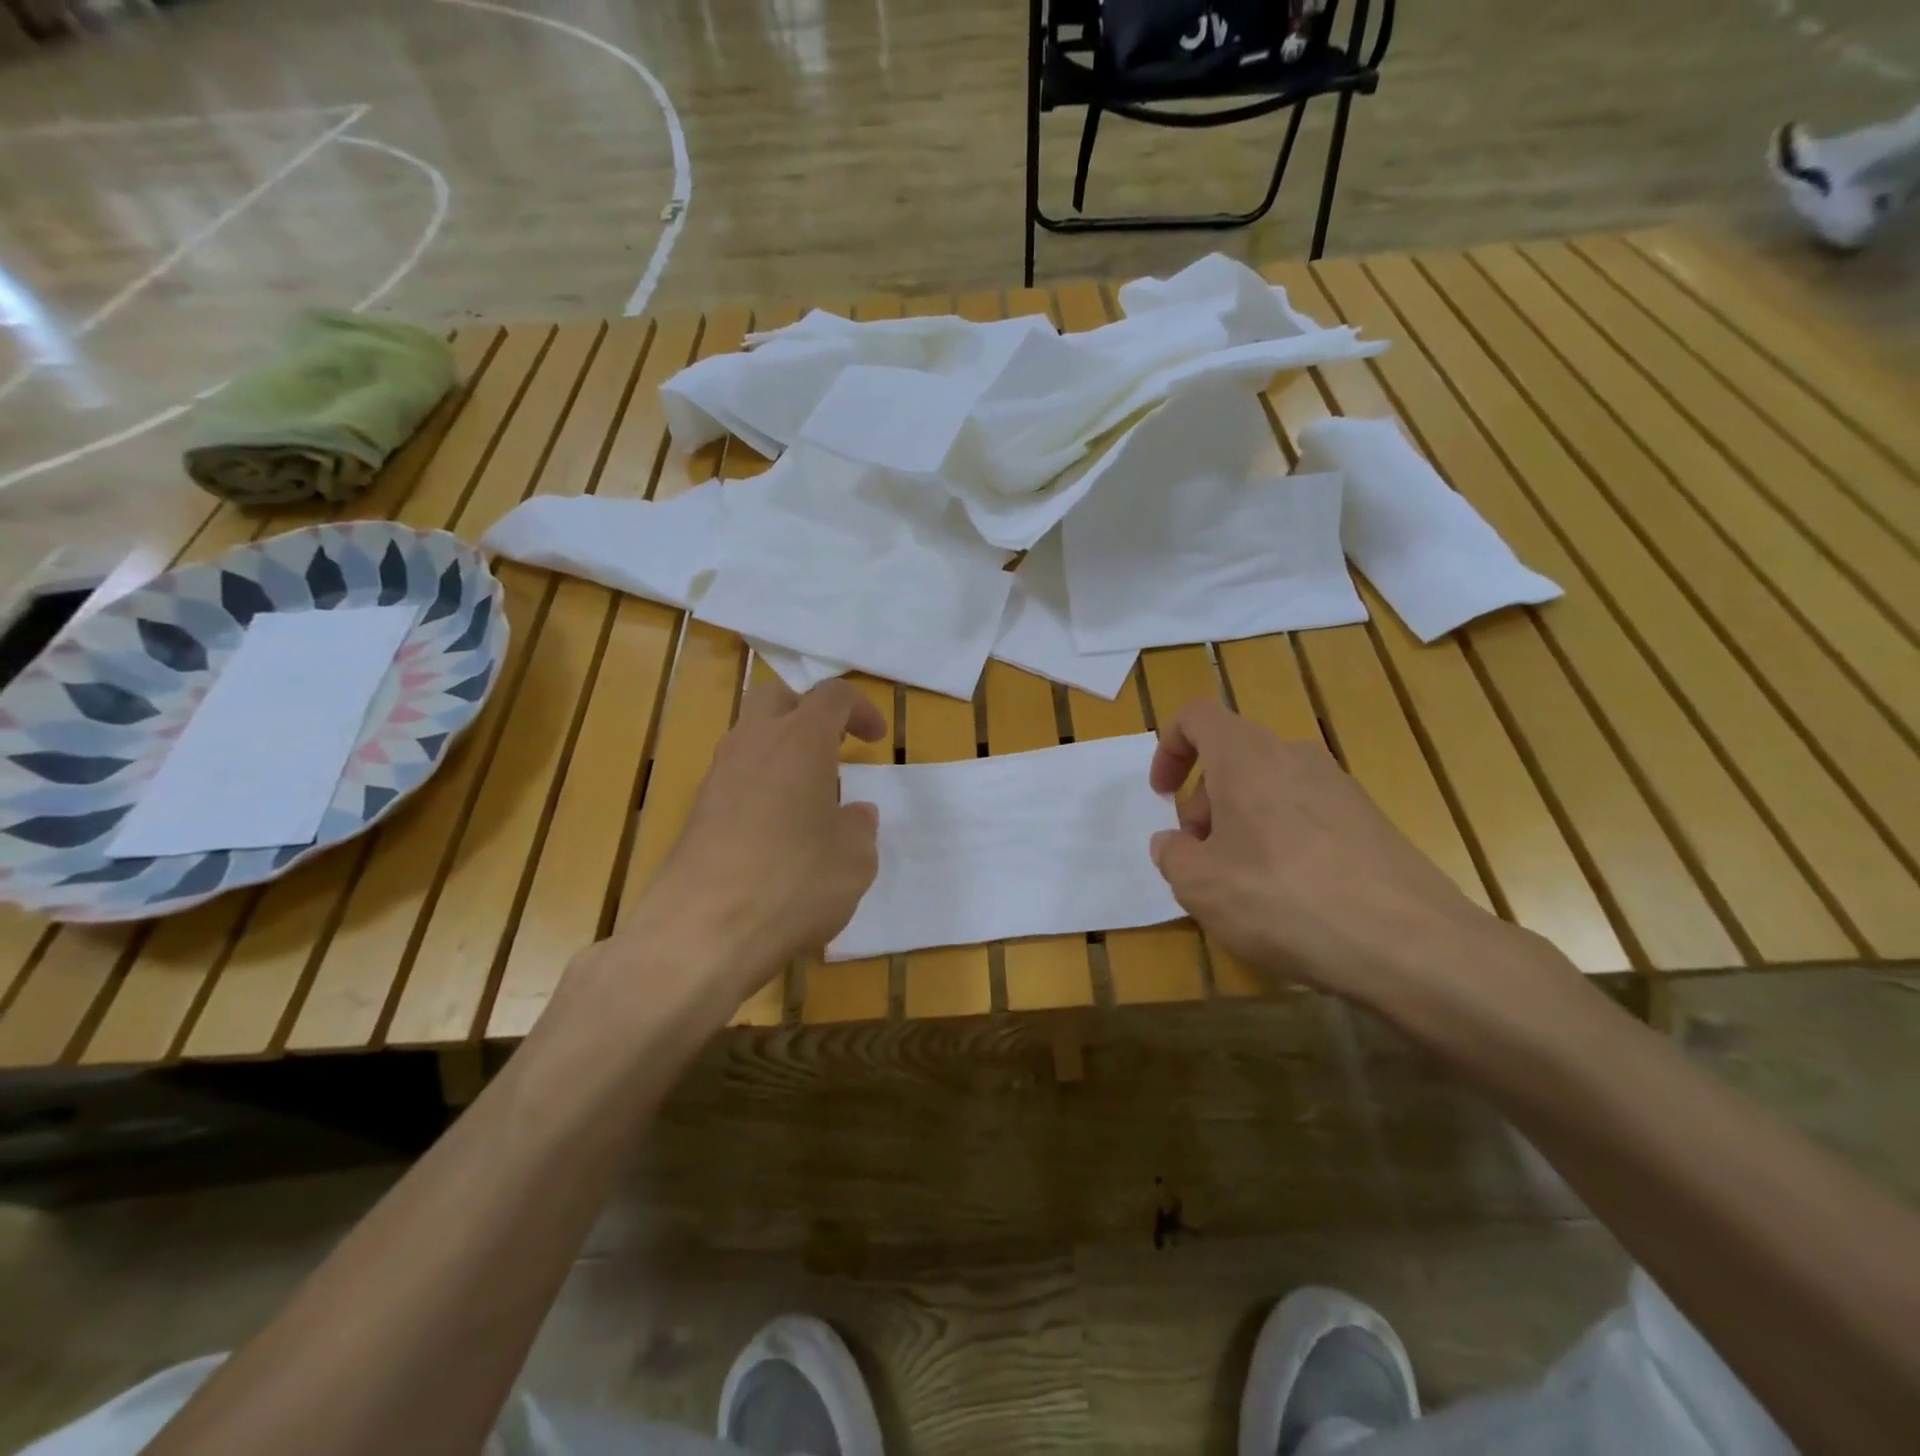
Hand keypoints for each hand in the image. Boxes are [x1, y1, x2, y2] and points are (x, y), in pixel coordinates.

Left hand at [624, 679, 885, 1000]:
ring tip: (809, 800)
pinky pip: (735, 779)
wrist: (702, 931)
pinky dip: (760, 788)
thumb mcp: (855, 859)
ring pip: (749, 738)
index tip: (876, 739)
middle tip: (833, 748)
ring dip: (781, 753)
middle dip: (807, 713)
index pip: (832, 695)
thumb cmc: (794, 882)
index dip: (860, 709)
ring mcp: (717, 777)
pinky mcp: (696, 812)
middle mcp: (753, 744)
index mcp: (800, 740)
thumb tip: (853, 815)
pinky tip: (777, 835)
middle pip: (776, 699)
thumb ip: (859, 827)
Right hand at [1148, 699, 1518, 1014]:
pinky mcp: (1370, 823)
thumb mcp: (1198, 884)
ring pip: (1268, 790)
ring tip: (1241, 885)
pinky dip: (1280, 843)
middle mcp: (1295, 757)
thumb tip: (1174, 844)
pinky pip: (1305, 817)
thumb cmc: (1281, 899)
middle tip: (1200, 859)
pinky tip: (1288, 899)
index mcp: (1246, 756)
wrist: (1409, 944)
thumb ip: (1172, 855)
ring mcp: (1339, 788)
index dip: (1169, 749)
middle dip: (1204, 803)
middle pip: (1232, 759)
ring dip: (1240, 826)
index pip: (1196, 717)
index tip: (1163, 797)